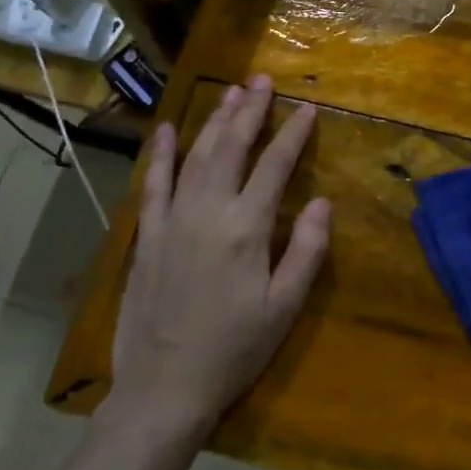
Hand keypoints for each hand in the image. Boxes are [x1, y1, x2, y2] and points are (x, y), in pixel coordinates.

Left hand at [98, 76, 329, 442]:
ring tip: (231, 93)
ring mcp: (172, 220)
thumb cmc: (233, 350)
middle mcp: (208, 212)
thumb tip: (322, 202)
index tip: (307, 108)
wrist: (163, 389)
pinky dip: (162, 154)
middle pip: (232, 147)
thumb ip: (306, 251)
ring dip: (215, 121)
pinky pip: (154, 184)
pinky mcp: (148, 236)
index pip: (275, 166)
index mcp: (247, 228)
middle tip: (262, 80)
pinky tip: (169, 129)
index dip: (293, 134)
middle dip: (250, 110)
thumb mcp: (283, 308)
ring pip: (196, 156)